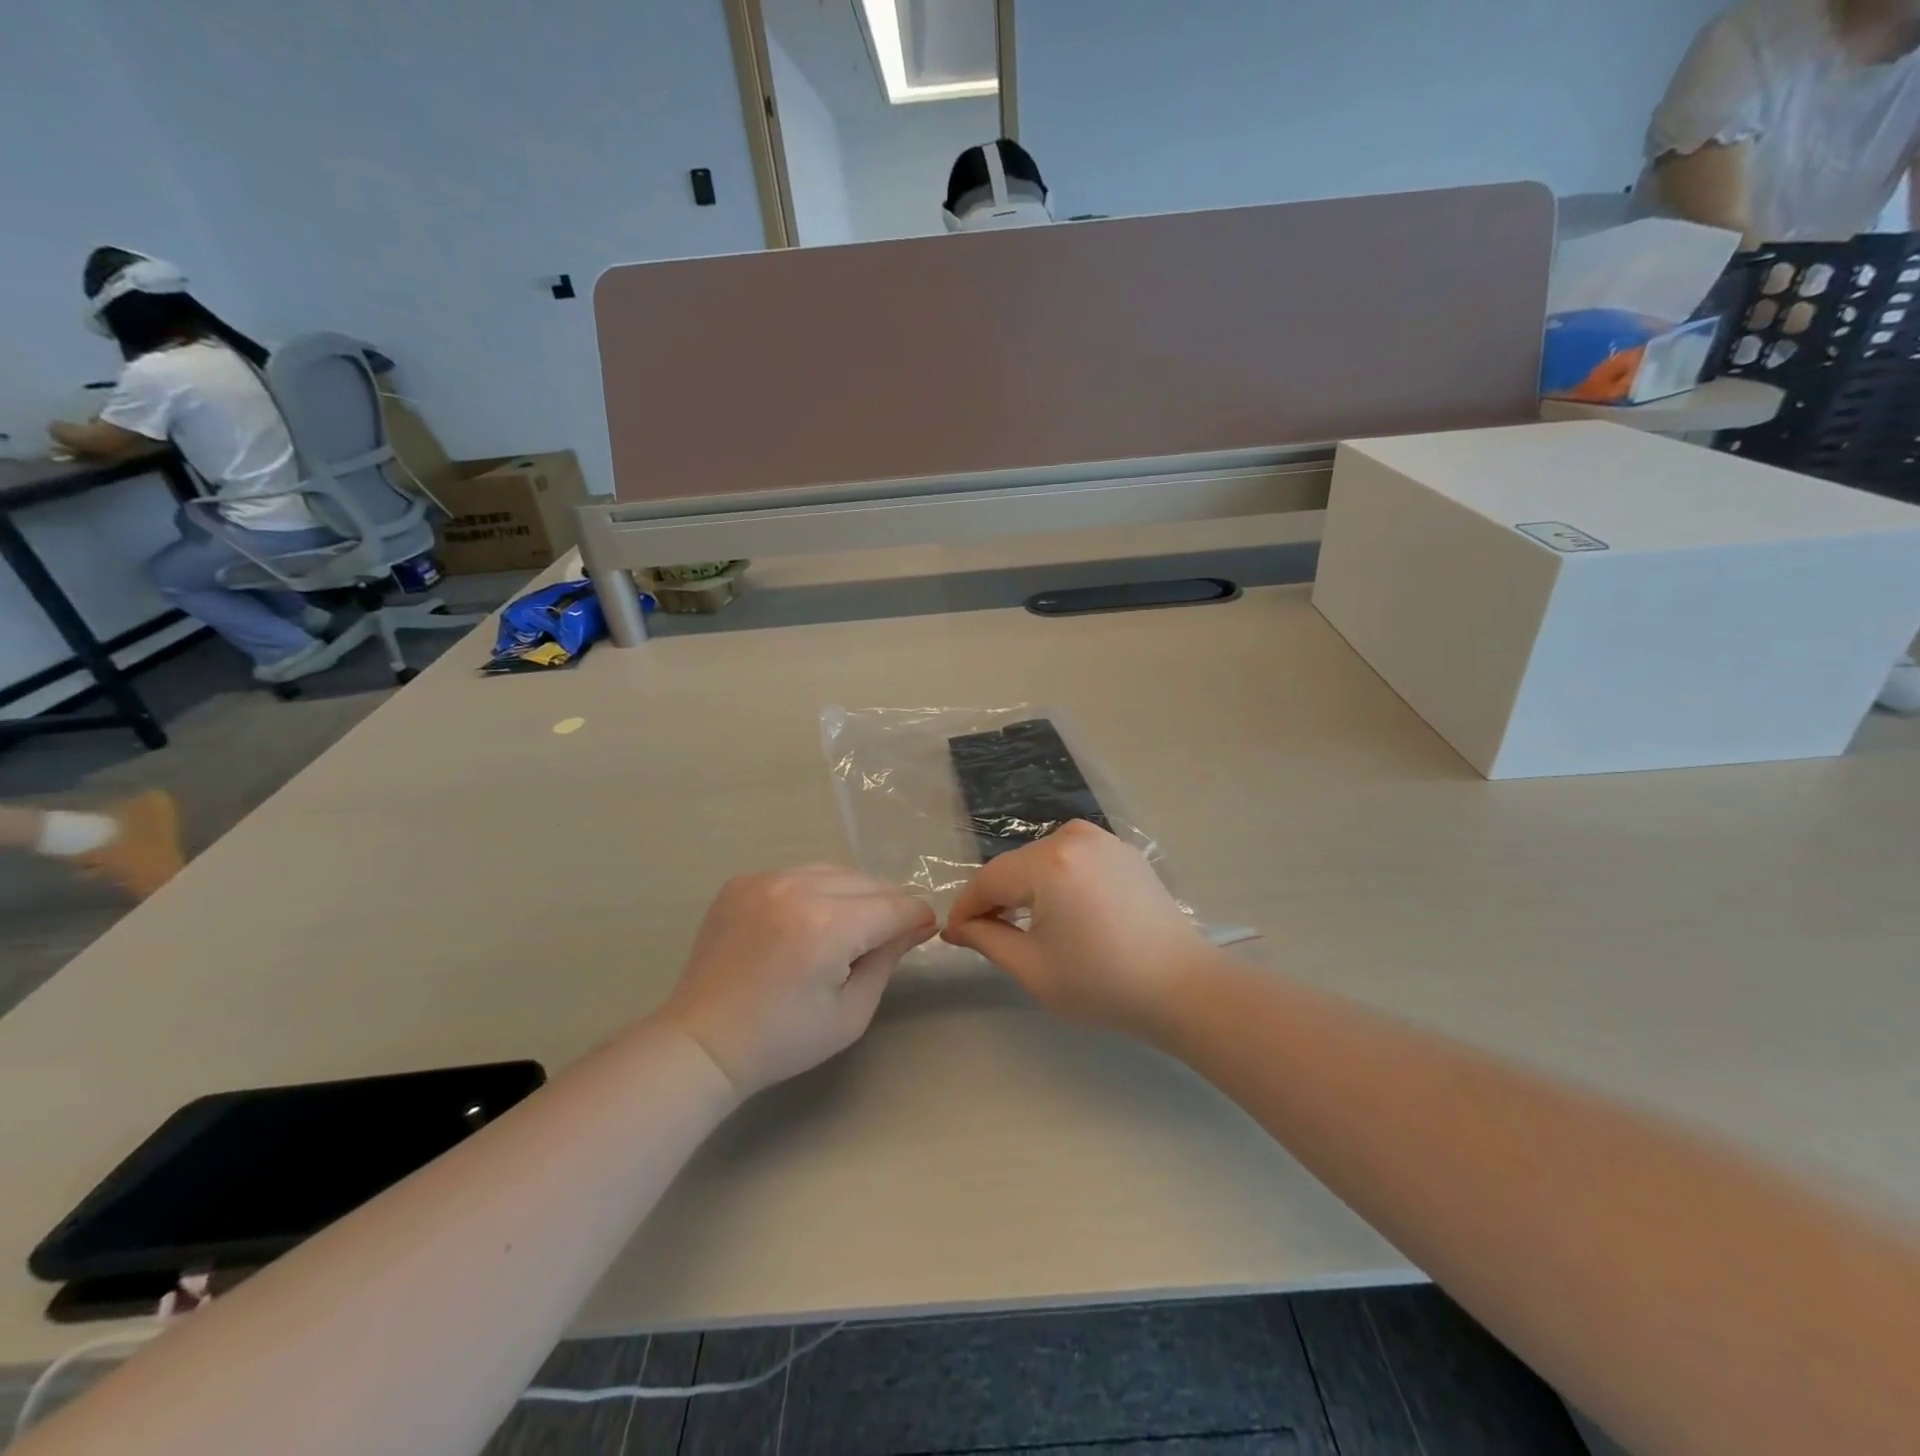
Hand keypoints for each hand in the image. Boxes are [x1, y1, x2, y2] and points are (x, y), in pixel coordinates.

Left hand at [657, 865, 936, 1094]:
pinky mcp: (744, 881)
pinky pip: (798, 873)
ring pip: (834, 871)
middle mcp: (797, 889)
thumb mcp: (851, 1012)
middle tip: (891, 933)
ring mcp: (766, 880)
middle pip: (867, 882)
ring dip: (854, 893)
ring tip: (852, 924)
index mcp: (827, 927)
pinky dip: (816, 890)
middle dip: (888, 905)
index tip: (927, 930)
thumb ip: (888, 958)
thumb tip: (919, 925)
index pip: (893, 906)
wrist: (703, 1042)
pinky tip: (809, 920)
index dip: (917, 917)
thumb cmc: (783, 1039)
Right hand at [941, 821, 1217, 1035]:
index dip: (966, 907)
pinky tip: (1064, 913)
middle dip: (996, 898)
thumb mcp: (1033, 968)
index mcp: (1049, 862)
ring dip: (1026, 889)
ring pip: (1042, 860)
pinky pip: (1072, 859)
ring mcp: (1103, 839)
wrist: (1183, 987)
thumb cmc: (1103, 983)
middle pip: (1015, 866)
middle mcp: (1073, 837)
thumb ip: (987, 940)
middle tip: (985, 936)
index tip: (953, 935)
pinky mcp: (1123, 850)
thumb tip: (956, 927)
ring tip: (1023, 926)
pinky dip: (1058, 881)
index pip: (989, 879)